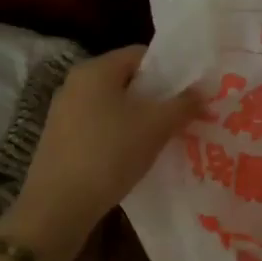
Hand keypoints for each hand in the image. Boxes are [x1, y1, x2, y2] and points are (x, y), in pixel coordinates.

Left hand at [6, 46, 202, 260]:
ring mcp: (64, 112)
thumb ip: (184, 104)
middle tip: (183, 114)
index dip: (170, 69)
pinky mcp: (60, 139)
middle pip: (126, 79)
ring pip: (113, 104)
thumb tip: (203, 91)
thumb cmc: (110, 153)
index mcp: (96, 69)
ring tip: (164, 136)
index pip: (141, 54)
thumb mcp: (156, 126)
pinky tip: (135, 154)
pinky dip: (120, 133)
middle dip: (156, 95)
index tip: (190, 90)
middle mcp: (75, 83)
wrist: (58, 206)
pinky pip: (99, 125)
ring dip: (139, 117)